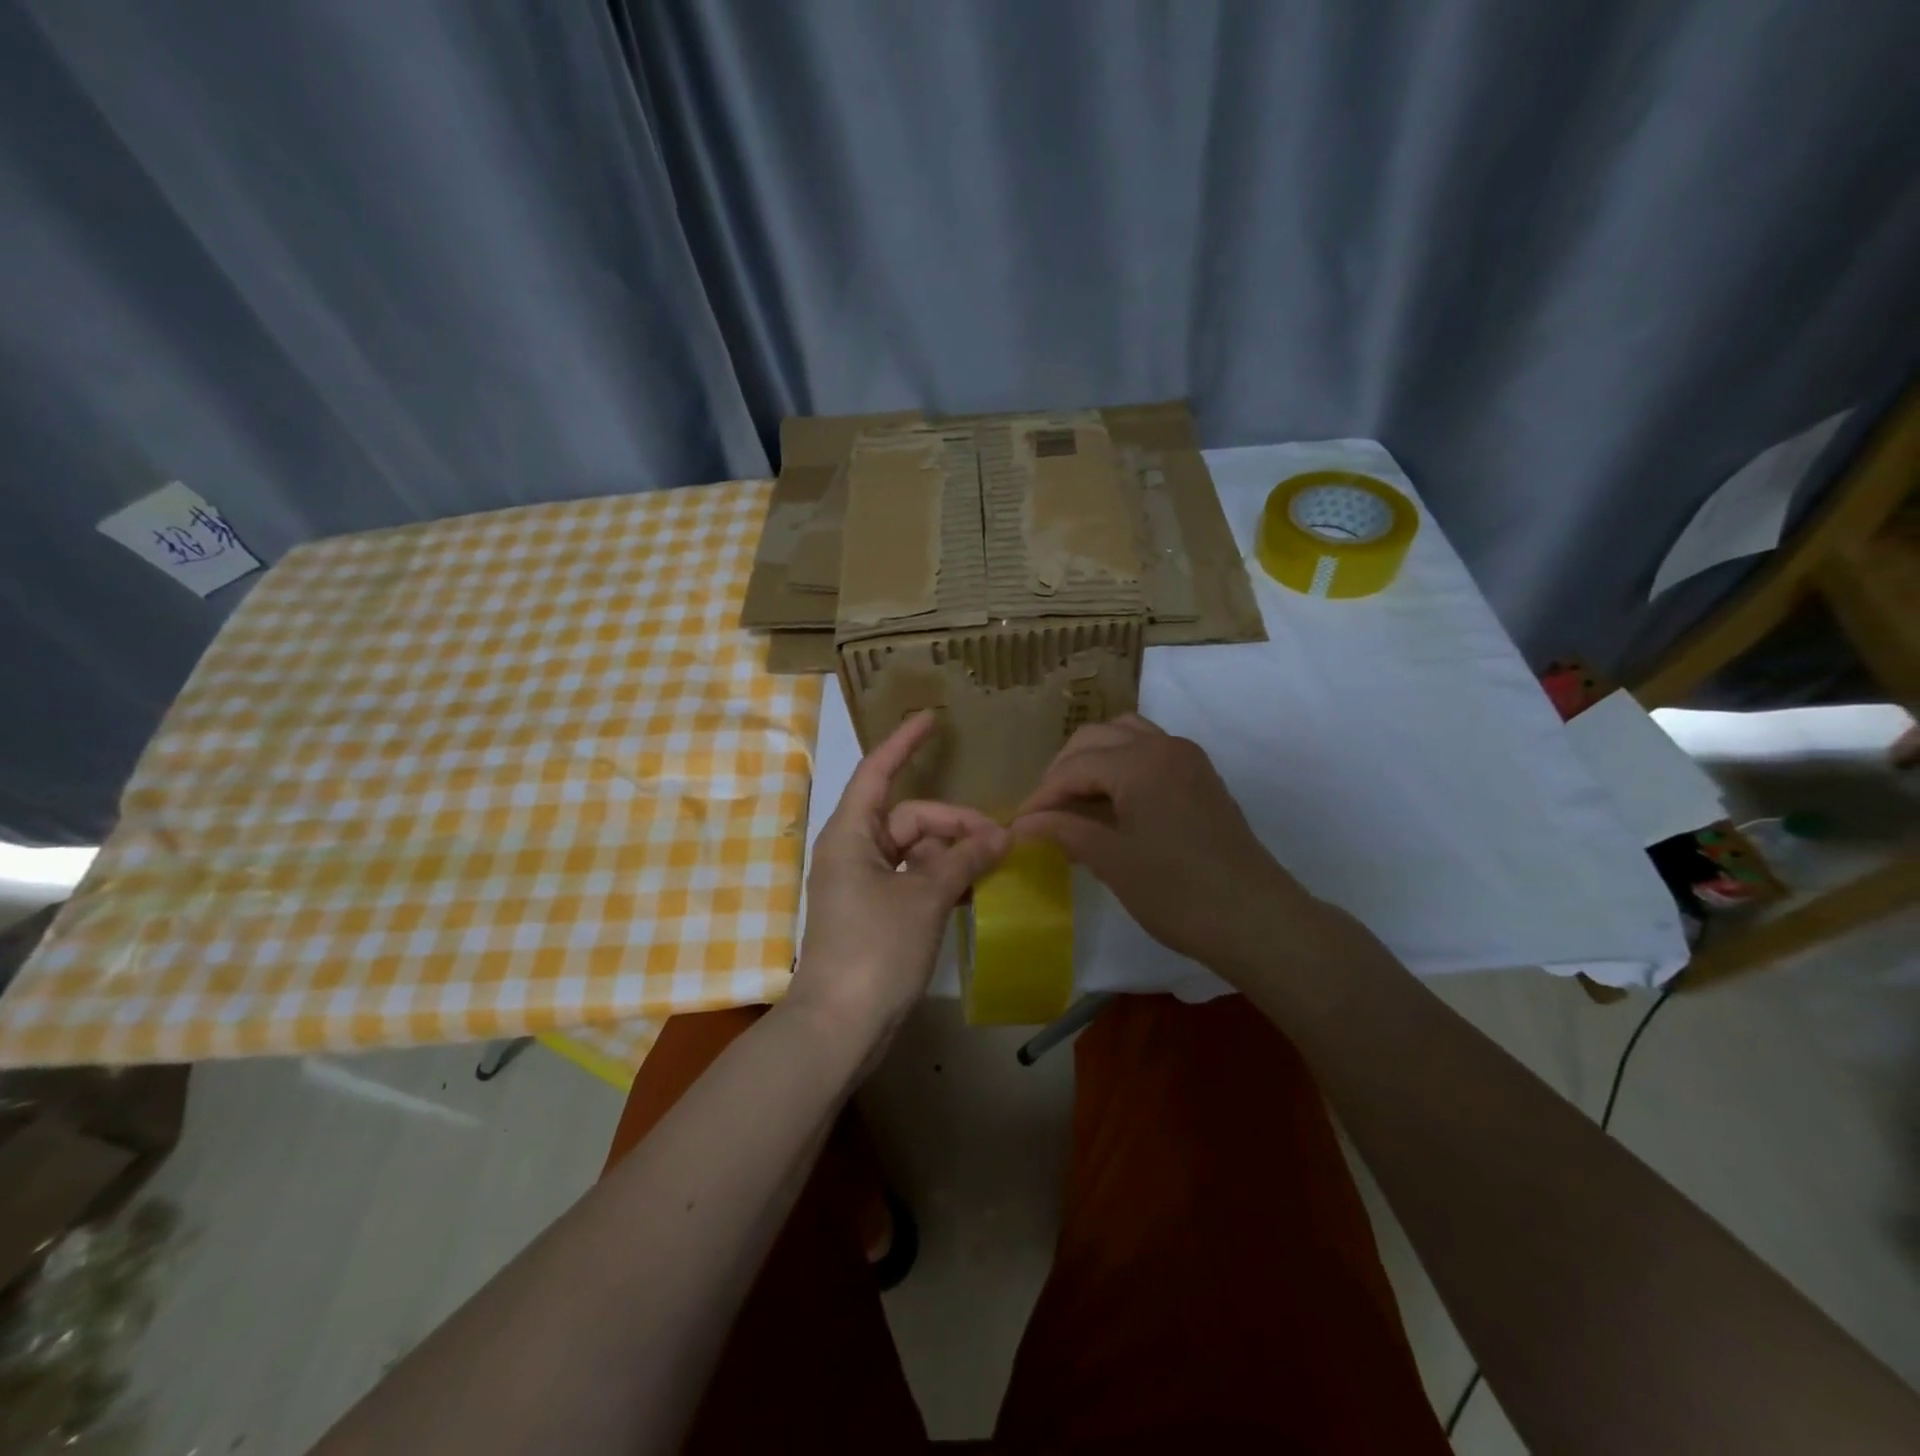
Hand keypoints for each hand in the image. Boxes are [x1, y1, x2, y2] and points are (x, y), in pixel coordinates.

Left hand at [787, 711, 1008, 1052]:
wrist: (839, 1026)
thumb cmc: (874, 949)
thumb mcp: (923, 898)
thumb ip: (962, 860)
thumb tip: (999, 837)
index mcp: (851, 834)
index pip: (877, 772)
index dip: (904, 743)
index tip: (932, 720)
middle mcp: (854, 851)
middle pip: (909, 818)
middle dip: (954, 824)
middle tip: (1001, 842)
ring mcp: (864, 885)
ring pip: (916, 852)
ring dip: (953, 855)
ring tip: (995, 865)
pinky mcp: (877, 914)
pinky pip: (914, 881)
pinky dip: (943, 881)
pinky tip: (976, 889)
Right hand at [1011, 714, 1329, 982]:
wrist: (1255, 920)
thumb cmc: (1177, 892)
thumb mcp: (1112, 861)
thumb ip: (1064, 831)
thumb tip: (1021, 824)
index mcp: (1139, 762)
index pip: (1074, 766)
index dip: (1042, 795)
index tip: (1019, 825)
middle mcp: (1164, 746)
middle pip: (1096, 738)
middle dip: (1063, 771)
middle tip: (1044, 812)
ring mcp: (1187, 759)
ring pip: (1125, 736)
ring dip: (1093, 760)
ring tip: (1074, 801)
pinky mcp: (1200, 778)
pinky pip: (1149, 752)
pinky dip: (1121, 765)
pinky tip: (1111, 803)